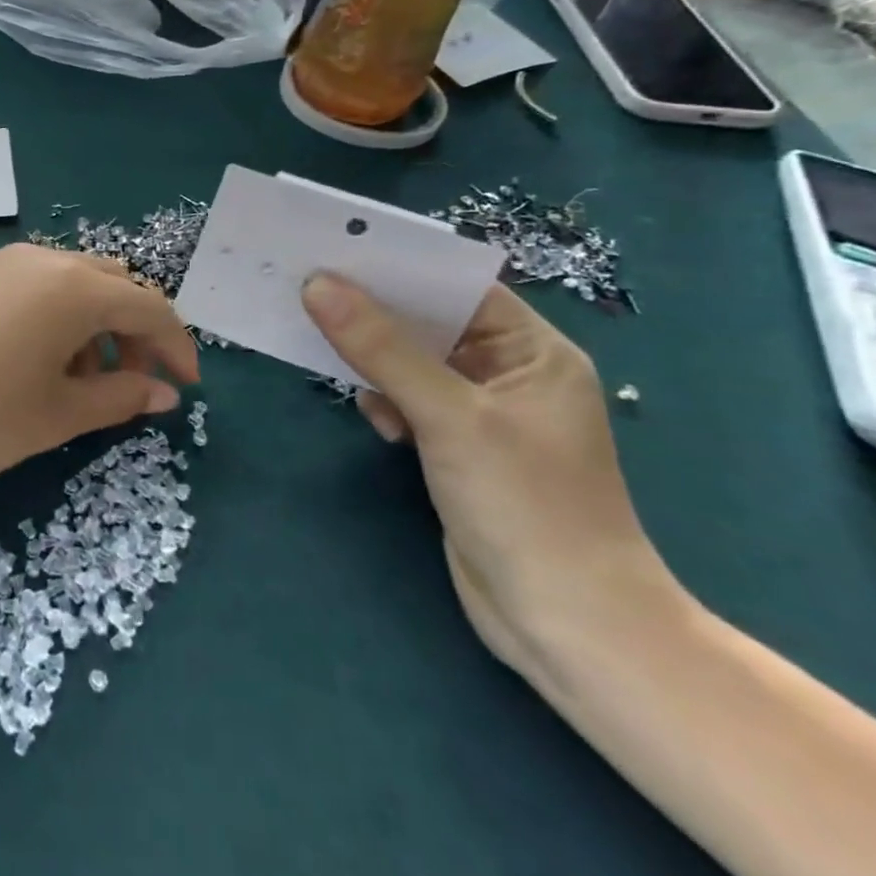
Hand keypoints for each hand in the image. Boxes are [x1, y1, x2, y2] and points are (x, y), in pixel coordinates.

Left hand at [0, 244, 199, 503]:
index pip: (149, 306)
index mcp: (72, 286)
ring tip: (78, 381)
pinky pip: (28, 285)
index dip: (176, 347)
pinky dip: (51, 315)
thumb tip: (162, 393)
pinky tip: (31, 360)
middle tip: (131, 383)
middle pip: (110, 283)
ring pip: (67, 282)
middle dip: (132, 330)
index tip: (186, 388)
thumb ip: (119, 397)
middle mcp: (38, 259)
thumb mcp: (57, 415)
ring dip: (90, 323)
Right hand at [302, 274, 682, 683]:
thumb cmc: (527, 507)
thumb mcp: (450, 417)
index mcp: (532, 352)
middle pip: (429, 322)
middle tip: (308, 289)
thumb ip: (381, 348)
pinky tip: (376, 420)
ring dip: (373, 357)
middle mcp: (509, 373)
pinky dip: (385, 399)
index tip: (333, 248)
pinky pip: (409, 399)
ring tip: (326, 349)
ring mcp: (483, 413)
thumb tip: (318, 285)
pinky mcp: (458, 448)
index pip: (458, 286)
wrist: (567, 627)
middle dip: (373, 311)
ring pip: (412, 361)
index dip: (398, 265)